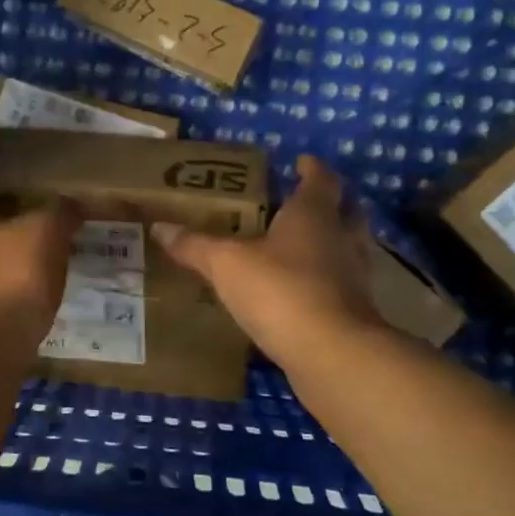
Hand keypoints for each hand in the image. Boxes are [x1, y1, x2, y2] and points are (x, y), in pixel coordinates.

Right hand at [152, 155, 382, 370]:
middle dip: (330, 202)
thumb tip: (159, 226)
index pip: (320, 179)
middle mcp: (342, 238)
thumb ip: (195, 246)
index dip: (311, 169)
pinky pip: (341, 284)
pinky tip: (301, 291)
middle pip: (346, 210)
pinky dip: (325, 280)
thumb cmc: (281, 290)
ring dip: (330, 242)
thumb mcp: (226, 265)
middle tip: (301, 203)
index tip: (301, 162)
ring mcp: (354, 276)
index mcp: (314, 214)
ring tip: (299, 247)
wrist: (331, 353)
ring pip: (347, 247)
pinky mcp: (355, 311)